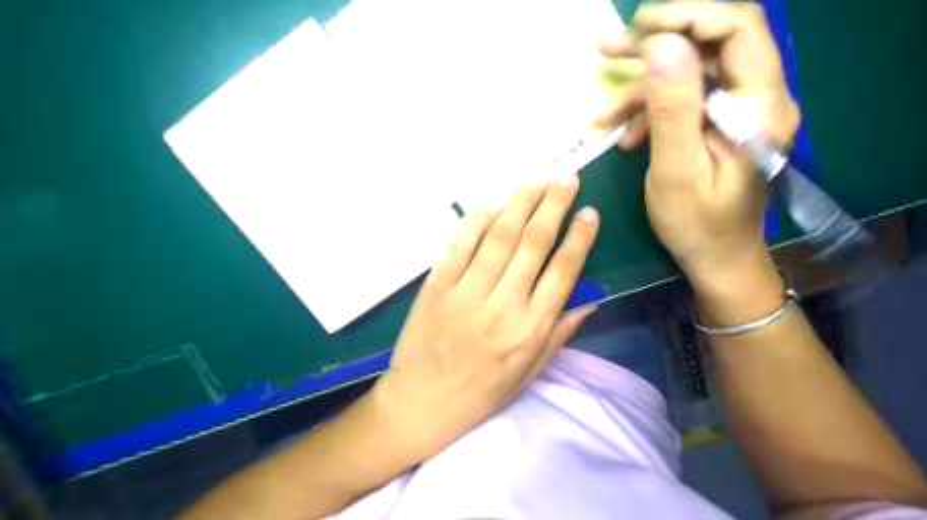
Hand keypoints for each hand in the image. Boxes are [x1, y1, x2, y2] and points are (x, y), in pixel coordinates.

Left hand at [372, 175, 601, 458]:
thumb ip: (559, 335)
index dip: (579, 238)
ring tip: (535, 179)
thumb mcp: (529, 374)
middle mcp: (502, 307)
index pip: (562, 273)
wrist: (421, 403)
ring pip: (498, 238)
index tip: (590, 211)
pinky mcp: (435, 288)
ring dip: (519, 204)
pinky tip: (491, 204)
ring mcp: (465, 295)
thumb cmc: (480, 394)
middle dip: (553, 206)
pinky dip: (475, 222)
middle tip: (566, 177)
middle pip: (533, 245)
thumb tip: (591, 301)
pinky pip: (458, 247)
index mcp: (529, 330)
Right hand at [598, 1, 799, 291]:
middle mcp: (758, 98)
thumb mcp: (676, 171)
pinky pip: (685, 102)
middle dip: (656, 44)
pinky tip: (625, 137)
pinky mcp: (721, 124)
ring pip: (691, 74)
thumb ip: (672, 109)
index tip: (636, 26)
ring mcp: (739, 111)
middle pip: (711, 44)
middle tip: (608, 48)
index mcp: (759, 107)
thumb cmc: (697, 224)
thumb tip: (663, 45)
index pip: (735, 29)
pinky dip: (650, 113)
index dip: (686, 17)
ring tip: (602, 114)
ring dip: (644, 88)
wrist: (716, 258)